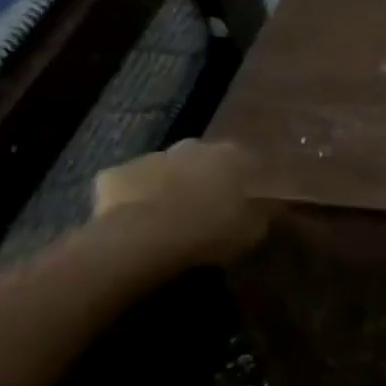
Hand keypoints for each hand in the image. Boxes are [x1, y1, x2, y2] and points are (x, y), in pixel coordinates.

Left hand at [91, 140, 271, 266]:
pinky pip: (127, 187)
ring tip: (169, 219)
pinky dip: (132, 199)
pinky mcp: (113, 175)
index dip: (246, 183)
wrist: (144, 239)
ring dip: (168, 187)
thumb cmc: (211, 231)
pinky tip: (135, 222)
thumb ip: (264, 213)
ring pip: (164, 170)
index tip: (245, 203)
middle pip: (202, 160)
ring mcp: (150, 157)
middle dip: (204, 179)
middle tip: (205, 208)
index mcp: (232, 155)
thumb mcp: (255, 229)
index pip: (247, 162)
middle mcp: (192, 146)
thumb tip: (272, 206)